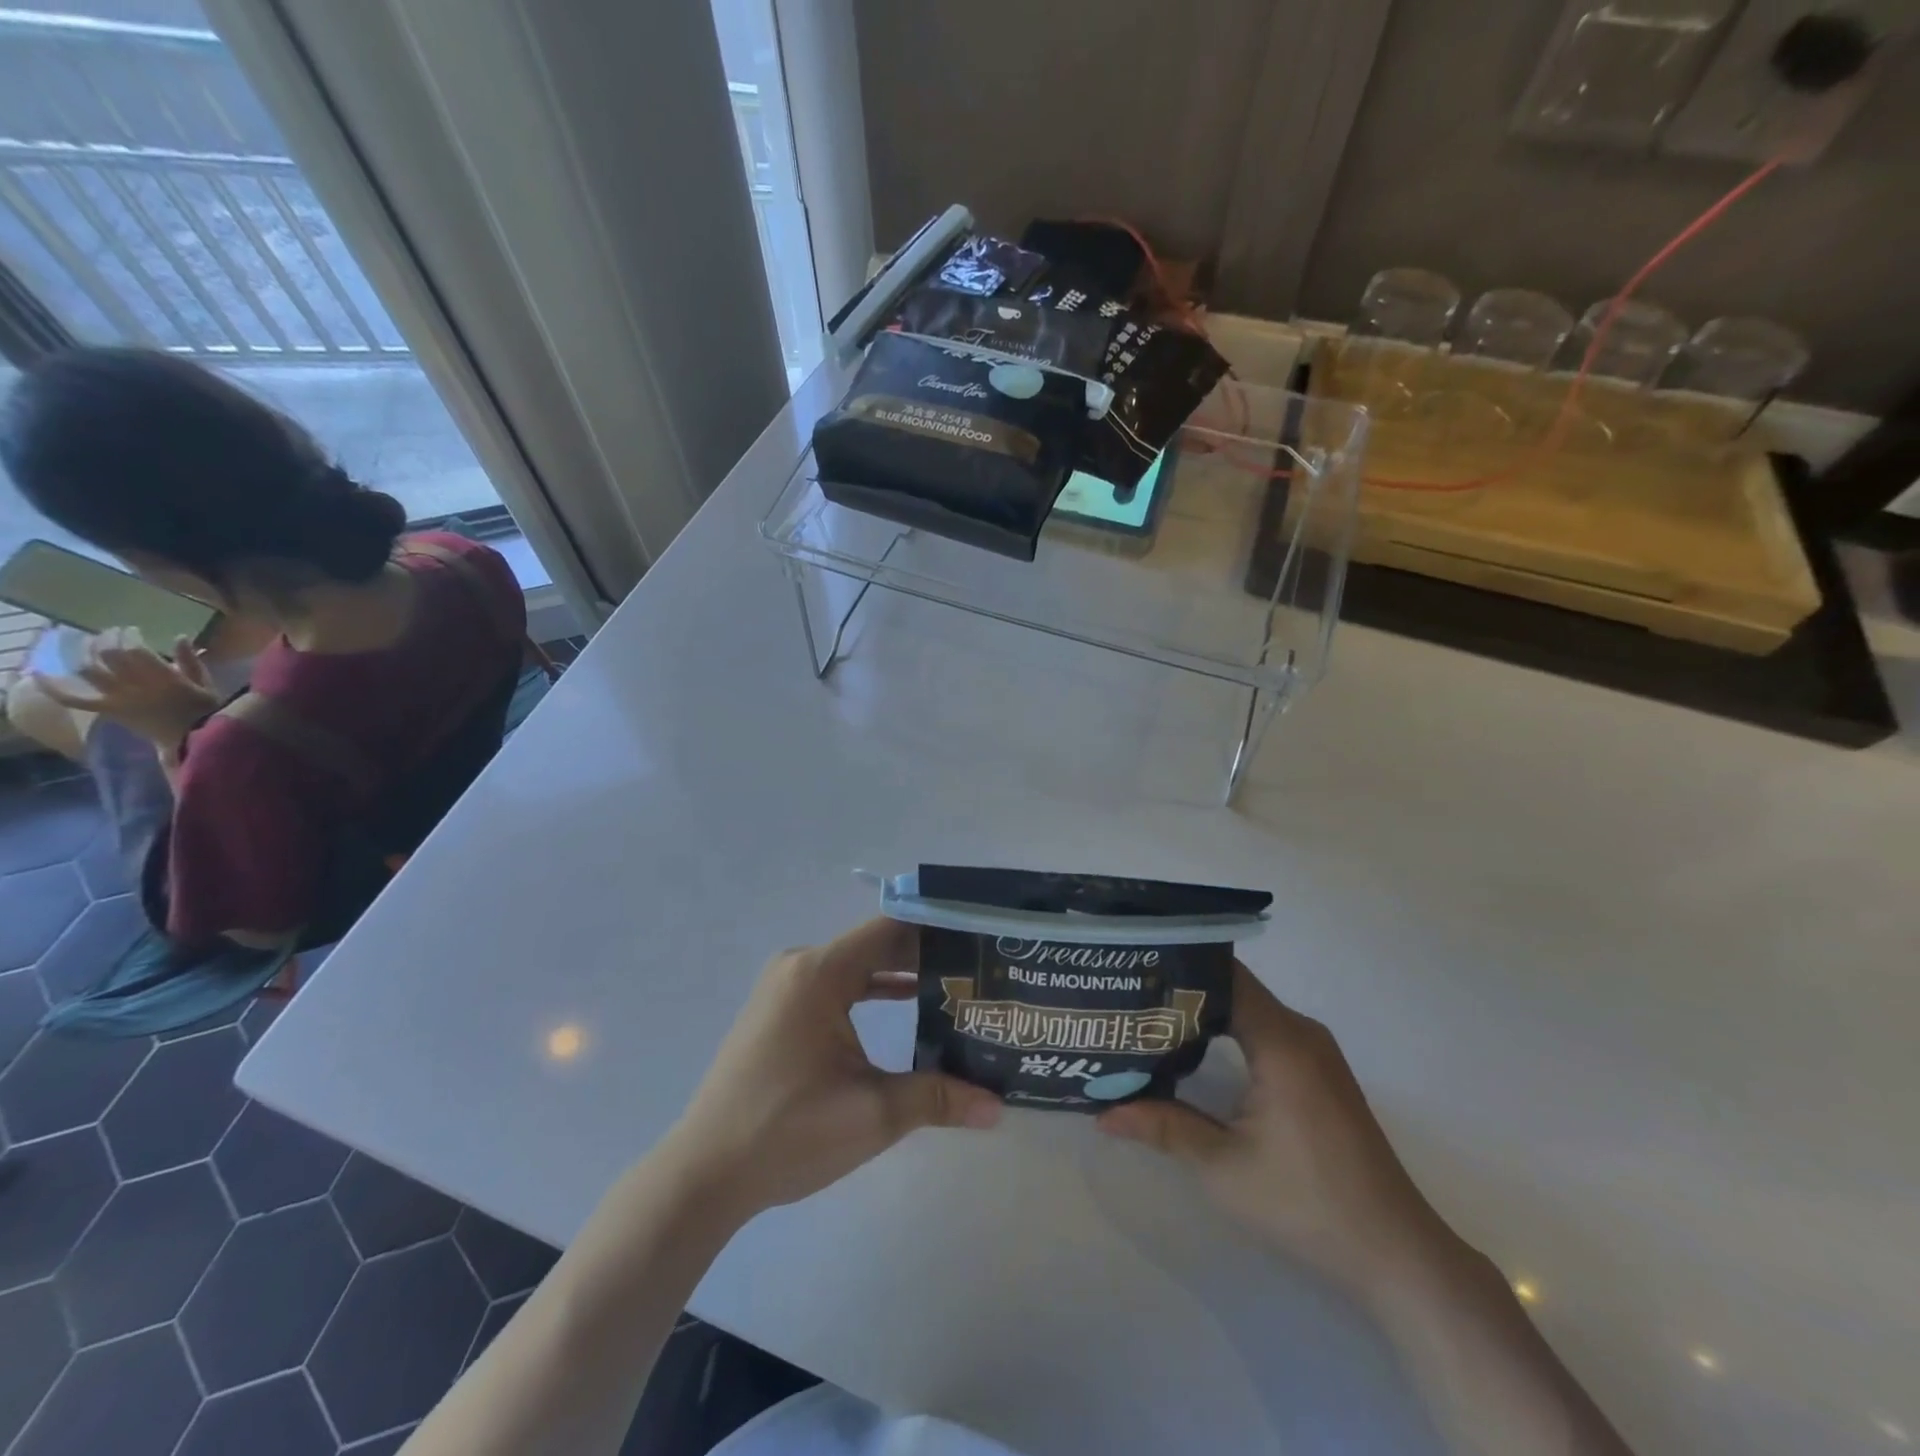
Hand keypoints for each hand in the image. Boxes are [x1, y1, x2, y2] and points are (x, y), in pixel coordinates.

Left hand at [32, 630, 220, 752]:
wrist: (191, 739)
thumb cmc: (205, 710)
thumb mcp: (206, 684)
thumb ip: (191, 661)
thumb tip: (181, 637)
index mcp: (163, 679)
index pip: (133, 650)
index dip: (128, 636)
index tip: (133, 631)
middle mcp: (135, 686)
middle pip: (107, 656)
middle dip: (107, 639)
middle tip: (112, 633)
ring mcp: (117, 698)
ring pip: (88, 670)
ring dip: (84, 653)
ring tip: (89, 644)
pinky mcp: (106, 709)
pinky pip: (73, 699)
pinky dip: (52, 687)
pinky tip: (38, 672)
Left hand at [659, 918, 1000, 1221]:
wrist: (704, 1173)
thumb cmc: (789, 1132)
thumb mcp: (873, 1113)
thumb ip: (937, 1097)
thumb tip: (997, 1106)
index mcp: (820, 972)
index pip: (891, 930)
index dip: (937, 930)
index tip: (978, 938)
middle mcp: (800, 966)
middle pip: (875, 945)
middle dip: (926, 954)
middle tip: (977, 967)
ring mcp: (784, 987)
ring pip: (855, 965)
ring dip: (899, 973)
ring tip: (954, 984)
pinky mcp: (778, 1011)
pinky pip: (835, 985)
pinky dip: (870, 990)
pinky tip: (907, 1004)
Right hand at [1098, 964, 1452, 1294]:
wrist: (1396, 1254)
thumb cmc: (1307, 1204)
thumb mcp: (1223, 1168)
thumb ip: (1163, 1127)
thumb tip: (1103, 1112)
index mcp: (1282, 1042)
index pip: (1223, 976)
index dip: (1177, 969)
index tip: (1132, 971)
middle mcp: (1302, 1032)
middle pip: (1233, 989)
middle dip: (1181, 991)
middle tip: (1128, 998)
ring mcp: (1315, 1052)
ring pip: (1249, 1010)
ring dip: (1204, 1013)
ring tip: (1149, 1020)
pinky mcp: (1319, 1074)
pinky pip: (1266, 1031)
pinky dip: (1228, 1032)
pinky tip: (1195, 1052)